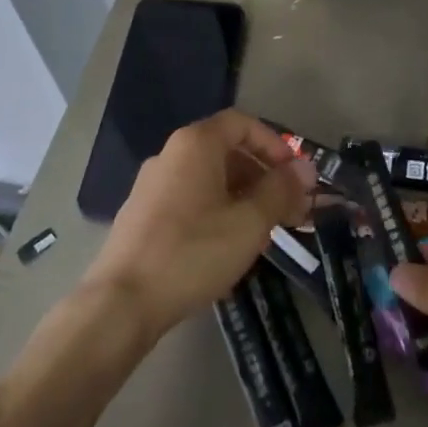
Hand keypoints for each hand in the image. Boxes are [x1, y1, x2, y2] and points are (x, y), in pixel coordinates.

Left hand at [85, 110, 315, 337]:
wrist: (122, 303)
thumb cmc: (193, 252)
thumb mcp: (250, 222)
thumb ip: (281, 190)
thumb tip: (305, 167)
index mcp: (195, 145)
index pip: (242, 123)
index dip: (274, 144)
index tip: (294, 175)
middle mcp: (170, 155)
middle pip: (227, 151)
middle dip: (264, 176)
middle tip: (290, 209)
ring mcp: (152, 186)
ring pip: (209, 178)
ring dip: (244, 196)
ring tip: (266, 231)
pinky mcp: (142, 216)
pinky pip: (190, 199)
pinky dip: (218, 210)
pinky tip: (229, 245)